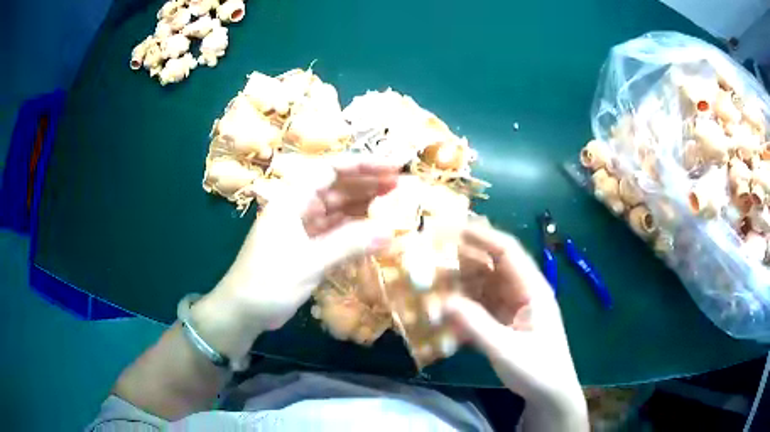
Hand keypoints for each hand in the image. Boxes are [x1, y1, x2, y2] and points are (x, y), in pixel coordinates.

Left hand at [191, 156, 398, 359]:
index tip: (393, 167)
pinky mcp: (307, 247)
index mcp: (292, 199)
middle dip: (368, 184)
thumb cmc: (268, 281)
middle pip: (337, 187)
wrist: (243, 311)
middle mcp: (298, 207)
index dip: (363, 165)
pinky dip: (355, 231)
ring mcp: (303, 228)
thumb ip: (349, 245)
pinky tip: (375, 232)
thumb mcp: (309, 262)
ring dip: (364, 207)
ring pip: (338, 210)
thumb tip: (390, 232)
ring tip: (395, 205)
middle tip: (401, 186)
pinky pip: (336, 232)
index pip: (330, 170)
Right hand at [444, 223, 587, 429]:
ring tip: (430, 284)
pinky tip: (444, 313)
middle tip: (430, 255)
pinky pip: (480, 306)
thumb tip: (441, 302)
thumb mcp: (506, 349)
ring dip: (458, 285)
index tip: (449, 229)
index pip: (506, 251)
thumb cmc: (537, 370)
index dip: (479, 236)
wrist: (550, 394)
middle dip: (462, 259)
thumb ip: (475, 325)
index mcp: (532, 289)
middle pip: (491, 266)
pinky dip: (462, 307)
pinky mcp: (505, 322)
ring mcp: (513, 307)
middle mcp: (522, 292)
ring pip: (482, 286)